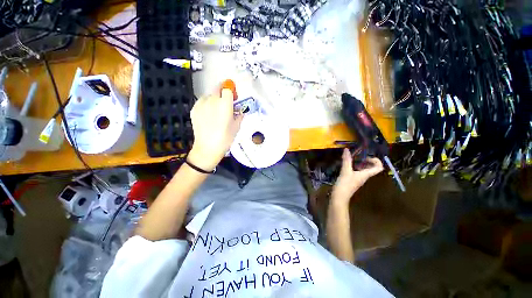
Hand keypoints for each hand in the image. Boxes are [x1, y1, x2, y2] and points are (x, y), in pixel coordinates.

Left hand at [188, 89, 242, 170]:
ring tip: (216, 111)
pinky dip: (206, 105)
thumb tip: (239, 111)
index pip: (228, 89)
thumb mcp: (236, 127)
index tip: (233, 97)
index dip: (231, 92)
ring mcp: (201, 104)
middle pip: (217, 88)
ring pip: (209, 95)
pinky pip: (201, 102)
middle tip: (225, 102)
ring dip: (214, 99)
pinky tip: (208, 115)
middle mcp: (213, 100)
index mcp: (225, 104)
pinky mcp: (194, 109)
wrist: (208, 147)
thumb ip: (239, 115)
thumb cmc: (225, 138)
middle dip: (222, 92)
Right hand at [331, 148, 383, 204]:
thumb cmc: (345, 184)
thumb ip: (346, 160)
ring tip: (352, 159)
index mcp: (366, 174)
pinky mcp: (353, 181)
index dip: (376, 161)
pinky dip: (354, 167)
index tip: (367, 157)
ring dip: (360, 164)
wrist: (339, 196)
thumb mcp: (345, 171)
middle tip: (358, 156)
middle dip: (367, 161)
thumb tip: (347, 149)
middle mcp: (364, 177)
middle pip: (372, 168)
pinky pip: (358, 172)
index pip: (379, 168)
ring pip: (364, 170)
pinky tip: (347, 166)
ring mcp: (359, 179)